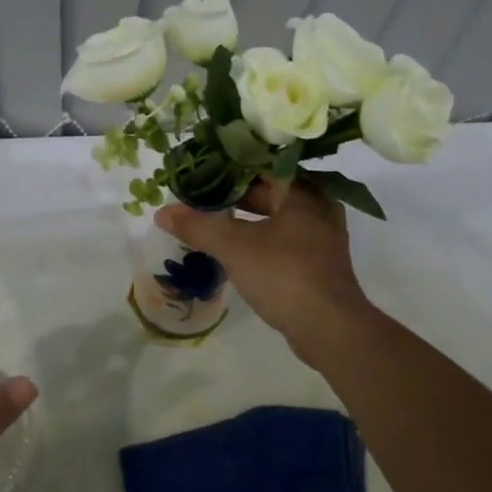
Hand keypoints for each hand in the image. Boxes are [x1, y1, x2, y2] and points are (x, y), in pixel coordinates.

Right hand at [156, 178, 372, 360]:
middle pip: (269, 188)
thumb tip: (161, 212)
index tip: (201, 168)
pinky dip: (260, 235)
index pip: (260, 163)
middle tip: (200, 193)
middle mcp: (318, 204)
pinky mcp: (320, 260)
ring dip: (246, 216)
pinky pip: (285, 236)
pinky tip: (236, 245)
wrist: (330, 329)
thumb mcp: (233, 247)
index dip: (228, 165)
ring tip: (212, 217)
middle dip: (234, 192)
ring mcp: (323, 234)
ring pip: (277, 214)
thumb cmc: (283, 274)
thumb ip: (197, 226)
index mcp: (302, 189)